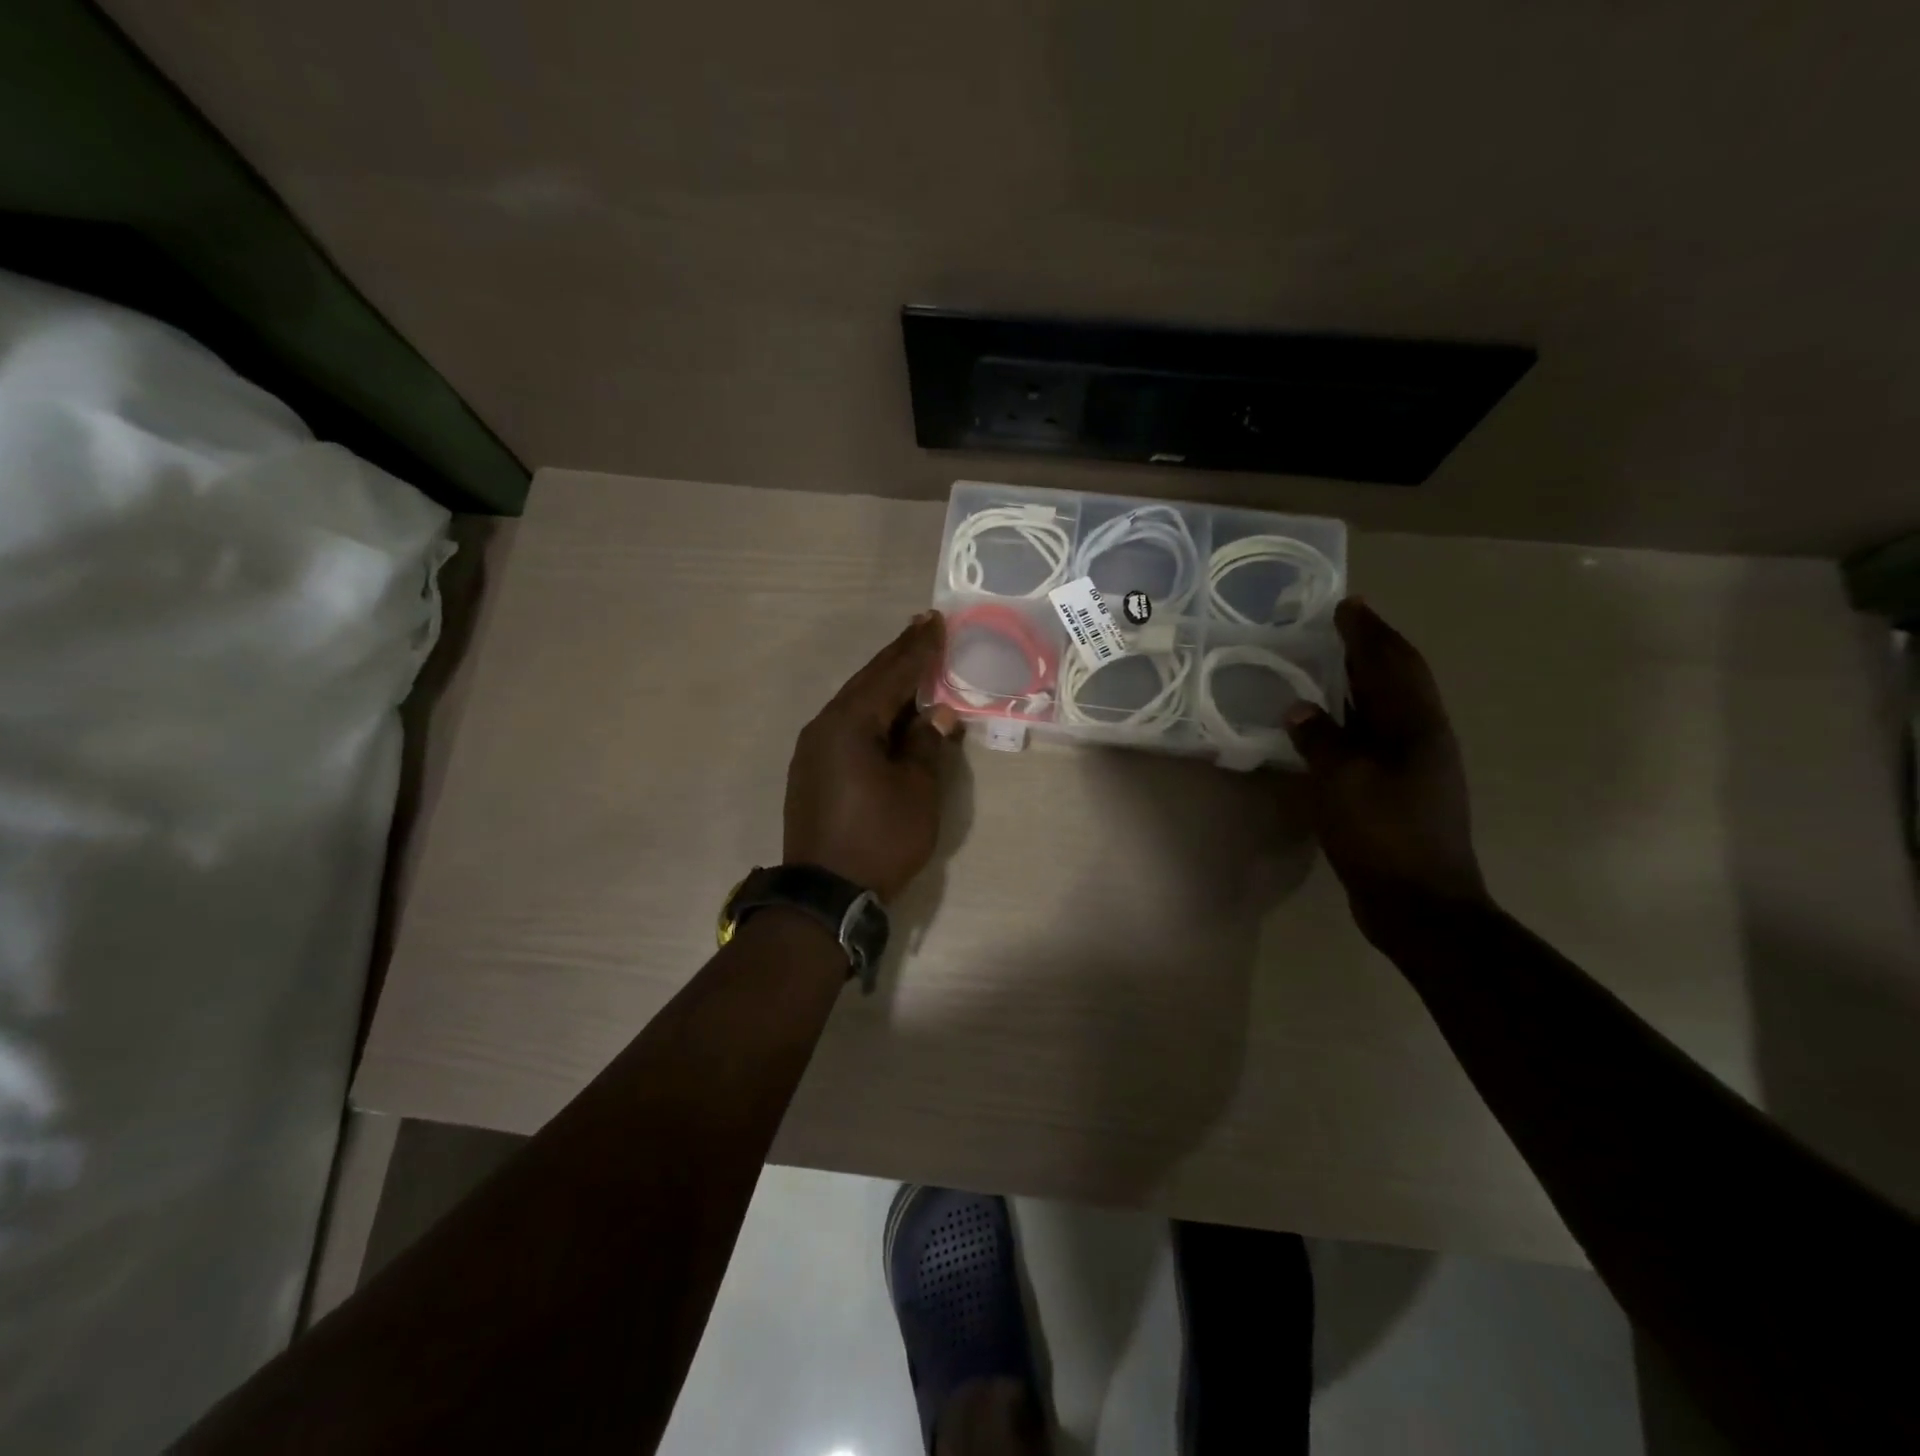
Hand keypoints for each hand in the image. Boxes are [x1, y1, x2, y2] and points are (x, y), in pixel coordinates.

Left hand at [784, 612, 959, 900]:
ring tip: (909, 661)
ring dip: (883, 683)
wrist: (825, 894)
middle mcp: (824, 726)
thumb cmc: (878, 839)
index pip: (892, 675)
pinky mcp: (812, 770)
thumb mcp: (916, 790)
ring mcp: (813, 749)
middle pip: (868, 681)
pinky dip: (870, 711)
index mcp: (850, 723)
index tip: (936, 622)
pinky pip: (845, 726)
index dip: (918, 649)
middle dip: (898, 655)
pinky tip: (886, 711)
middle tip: (922, 626)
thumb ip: (926, 744)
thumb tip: (937, 713)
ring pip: (854, 703)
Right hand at [1285, 598, 1487, 942]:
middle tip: (1337, 625)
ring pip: (1387, 708)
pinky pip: (1375, 736)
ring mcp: (1417, 765)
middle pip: (1397, 679)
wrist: (1421, 904)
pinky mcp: (1401, 789)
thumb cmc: (1384, 836)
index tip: (1346, 605)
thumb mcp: (1343, 783)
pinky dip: (1353, 718)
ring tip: (1328, 663)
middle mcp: (1423, 737)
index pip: (1392, 663)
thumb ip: (1321, 740)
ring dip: (1362, 681)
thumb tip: (1299, 708)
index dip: (1369, 633)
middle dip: (1370, 648)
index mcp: (1416, 727)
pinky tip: (1330, 723)